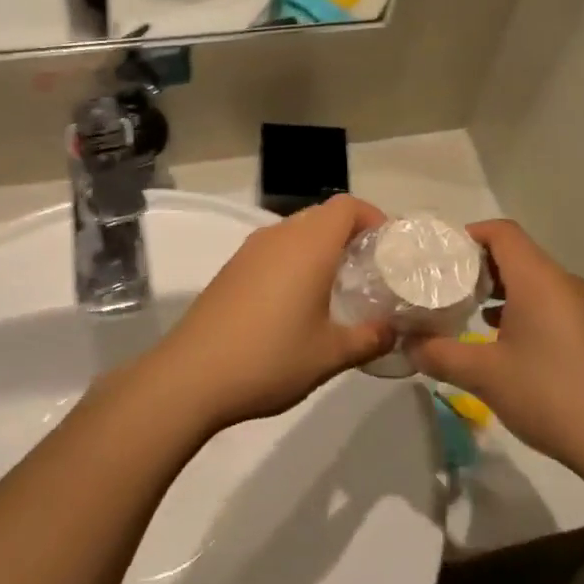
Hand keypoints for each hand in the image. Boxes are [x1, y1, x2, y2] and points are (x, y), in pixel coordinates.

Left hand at [142, 195, 394, 432]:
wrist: (191, 376)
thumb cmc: (270, 358)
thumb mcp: (330, 355)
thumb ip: (369, 338)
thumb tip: (393, 331)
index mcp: (308, 245)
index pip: (347, 206)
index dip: (374, 218)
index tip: (389, 248)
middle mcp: (278, 236)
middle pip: (322, 216)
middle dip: (350, 235)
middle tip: (370, 271)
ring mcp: (249, 251)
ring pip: (296, 233)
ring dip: (320, 249)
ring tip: (338, 288)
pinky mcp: (231, 270)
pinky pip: (273, 251)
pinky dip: (294, 262)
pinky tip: (297, 303)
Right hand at [409, 220, 583, 483]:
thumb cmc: (548, 395)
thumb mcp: (483, 375)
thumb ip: (438, 353)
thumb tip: (406, 344)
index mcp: (539, 279)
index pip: (501, 232)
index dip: (467, 235)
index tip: (437, 256)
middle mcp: (563, 283)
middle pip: (516, 253)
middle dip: (477, 264)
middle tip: (442, 285)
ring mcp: (581, 307)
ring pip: (532, 280)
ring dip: (497, 288)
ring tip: (464, 310)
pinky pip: (547, 302)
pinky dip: (519, 307)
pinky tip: (498, 337)